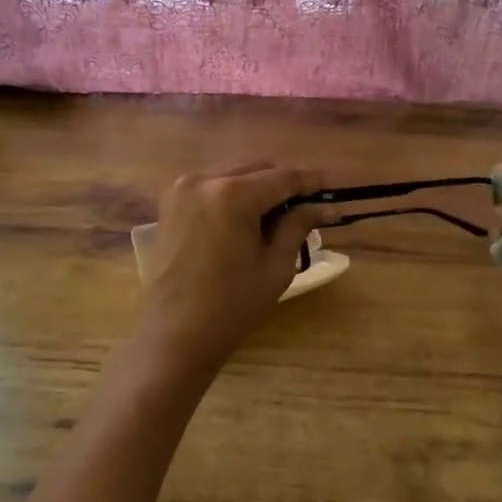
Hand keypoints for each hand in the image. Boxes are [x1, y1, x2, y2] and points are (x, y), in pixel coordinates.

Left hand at [136, 162, 332, 379]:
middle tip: (306, 206)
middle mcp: (204, 180)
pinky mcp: (170, 201)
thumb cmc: (231, 306)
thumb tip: (326, 205)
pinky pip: (211, 184)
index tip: (330, 188)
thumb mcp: (275, 266)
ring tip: (277, 215)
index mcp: (232, 195)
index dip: (309, 181)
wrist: (174, 334)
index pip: (282, 177)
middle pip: (256, 168)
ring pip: (233, 172)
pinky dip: (233, 192)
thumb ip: (298, 225)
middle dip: (282, 183)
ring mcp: (182, 188)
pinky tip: (246, 218)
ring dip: (257, 185)